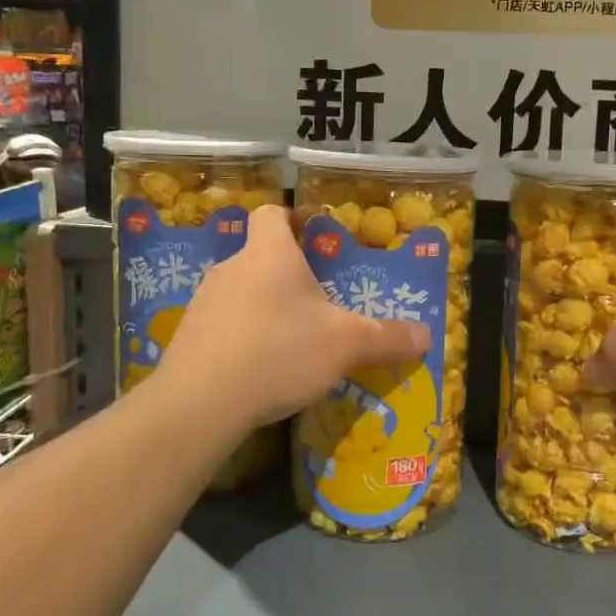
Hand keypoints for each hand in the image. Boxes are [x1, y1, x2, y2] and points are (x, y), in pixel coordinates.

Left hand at [156, 204, 429, 431]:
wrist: (200, 402)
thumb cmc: (280, 352)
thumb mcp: (347, 345)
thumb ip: (388, 338)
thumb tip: (427, 336)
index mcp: (270, 253)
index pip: (273, 213)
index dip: (294, 219)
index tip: (315, 239)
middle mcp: (232, 267)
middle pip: (261, 256)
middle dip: (289, 275)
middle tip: (319, 303)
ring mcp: (204, 302)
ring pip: (243, 292)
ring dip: (266, 308)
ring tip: (292, 341)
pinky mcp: (188, 337)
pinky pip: (224, 325)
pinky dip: (243, 338)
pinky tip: (261, 369)